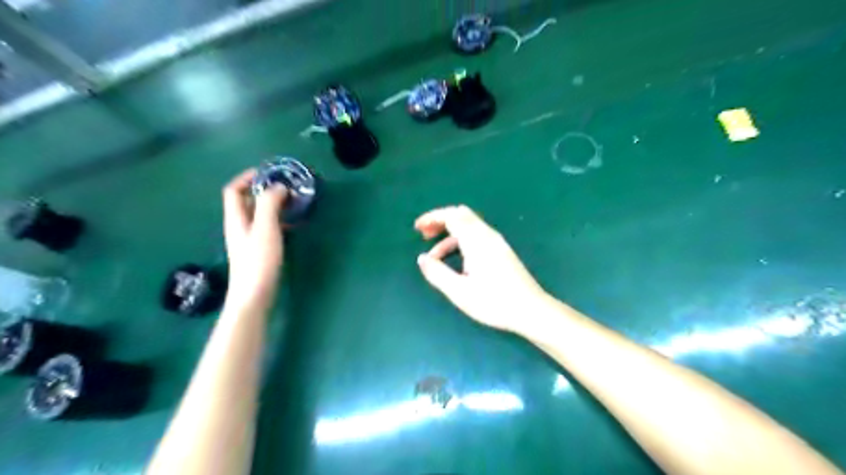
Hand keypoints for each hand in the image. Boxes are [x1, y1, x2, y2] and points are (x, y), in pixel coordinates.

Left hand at [223, 169, 288, 303]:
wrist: (254, 294)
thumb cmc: (258, 260)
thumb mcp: (266, 228)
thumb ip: (270, 204)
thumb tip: (278, 186)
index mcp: (236, 217)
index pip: (234, 189)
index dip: (247, 177)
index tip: (269, 172)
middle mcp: (239, 225)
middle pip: (246, 200)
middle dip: (263, 189)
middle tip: (286, 185)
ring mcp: (248, 238)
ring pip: (258, 213)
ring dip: (273, 203)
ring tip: (292, 201)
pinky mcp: (258, 249)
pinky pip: (267, 226)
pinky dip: (278, 218)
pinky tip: (292, 223)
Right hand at [414, 204, 545, 333]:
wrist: (531, 310)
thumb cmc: (494, 302)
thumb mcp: (460, 292)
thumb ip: (437, 273)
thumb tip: (422, 258)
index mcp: (477, 241)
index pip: (452, 216)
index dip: (432, 217)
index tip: (417, 228)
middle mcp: (488, 235)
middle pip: (461, 215)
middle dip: (440, 221)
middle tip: (424, 236)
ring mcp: (497, 242)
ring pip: (469, 226)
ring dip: (449, 234)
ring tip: (435, 256)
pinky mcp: (501, 251)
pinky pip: (477, 235)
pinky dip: (461, 241)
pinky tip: (456, 261)